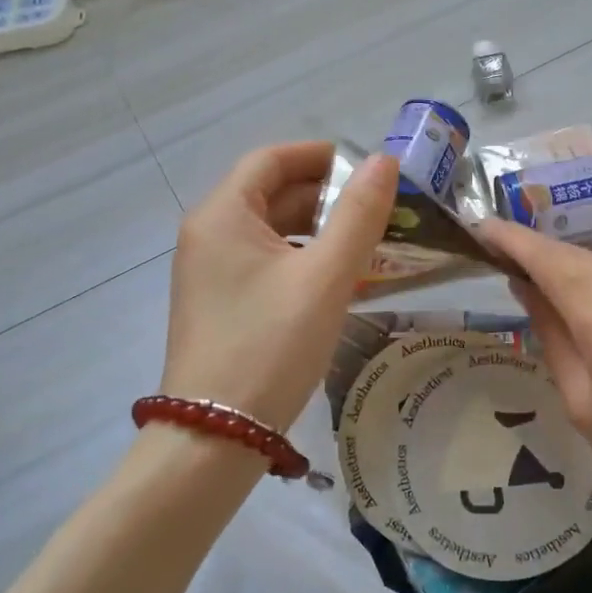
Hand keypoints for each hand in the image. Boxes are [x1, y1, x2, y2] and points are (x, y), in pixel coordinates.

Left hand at [160, 142, 397, 431]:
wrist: (215, 436)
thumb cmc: (271, 346)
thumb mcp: (325, 277)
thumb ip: (358, 215)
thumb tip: (383, 162)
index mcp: (223, 215)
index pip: (272, 159)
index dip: (321, 156)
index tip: (369, 167)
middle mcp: (208, 234)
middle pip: (270, 193)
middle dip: (326, 195)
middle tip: (380, 208)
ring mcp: (209, 271)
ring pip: (270, 231)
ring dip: (318, 229)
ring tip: (368, 241)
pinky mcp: (219, 303)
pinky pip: (265, 262)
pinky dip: (301, 259)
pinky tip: (337, 279)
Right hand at [479, 219, 591, 551]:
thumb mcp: (584, 405)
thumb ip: (551, 335)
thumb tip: (526, 286)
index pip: (550, 260)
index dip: (513, 239)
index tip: (483, 228)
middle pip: (581, 259)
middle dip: (548, 265)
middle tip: (521, 276)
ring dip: (591, 283)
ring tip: (586, 321)